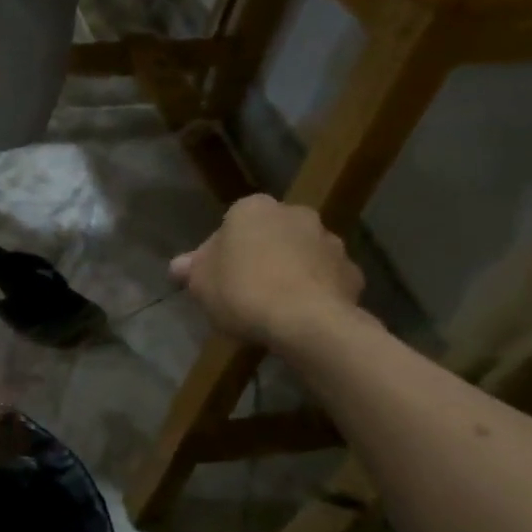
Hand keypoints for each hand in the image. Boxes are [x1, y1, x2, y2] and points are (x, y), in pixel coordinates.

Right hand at [170, 195, 366, 351]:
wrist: (307, 322)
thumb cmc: (243, 291)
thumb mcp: (201, 283)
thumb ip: (192, 269)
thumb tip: (178, 265)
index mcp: (253, 209)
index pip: (231, 224)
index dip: (222, 252)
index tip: (217, 278)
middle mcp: (295, 214)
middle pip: (269, 235)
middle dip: (260, 256)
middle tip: (244, 290)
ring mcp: (329, 242)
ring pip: (301, 254)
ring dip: (291, 271)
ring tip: (275, 306)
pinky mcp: (352, 272)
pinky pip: (325, 279)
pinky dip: (315, 291)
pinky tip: (302, 315)